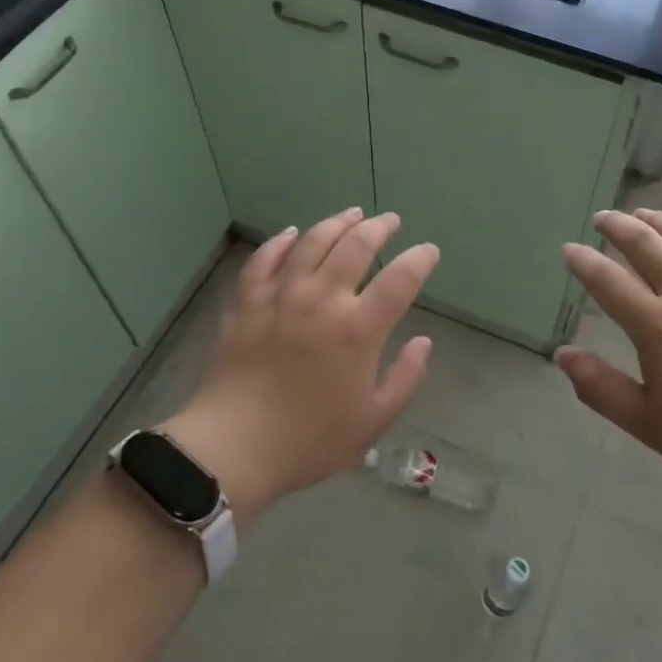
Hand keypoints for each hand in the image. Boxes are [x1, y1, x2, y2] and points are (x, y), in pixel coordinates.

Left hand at [161, 208, 439, 526]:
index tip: (428, 251)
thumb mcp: (373, 421)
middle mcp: (323, 301)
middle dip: (378, 228)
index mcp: (358, 329)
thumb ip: (405, 378)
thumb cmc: (310, 440)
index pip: (400, 279)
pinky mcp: (247, 303)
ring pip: (311, 243)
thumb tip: (424, 342)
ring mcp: (281, 297)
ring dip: (335, 224)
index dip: (419, 259)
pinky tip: (291, 234)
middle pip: (355, 246)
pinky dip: (280, 242)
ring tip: (352, 214)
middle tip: (390, 221)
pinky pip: (264, 260)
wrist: (233, 447)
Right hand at [554, 209, 661, 492]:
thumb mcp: (650, 424)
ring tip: (643, 214)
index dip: (584, 262)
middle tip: (602, 218)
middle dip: (618, 227)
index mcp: (657, 326)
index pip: (608, 282)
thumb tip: (563, 354)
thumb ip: (601, 388)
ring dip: (660, 220)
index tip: (569, 249)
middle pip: (646, 245)